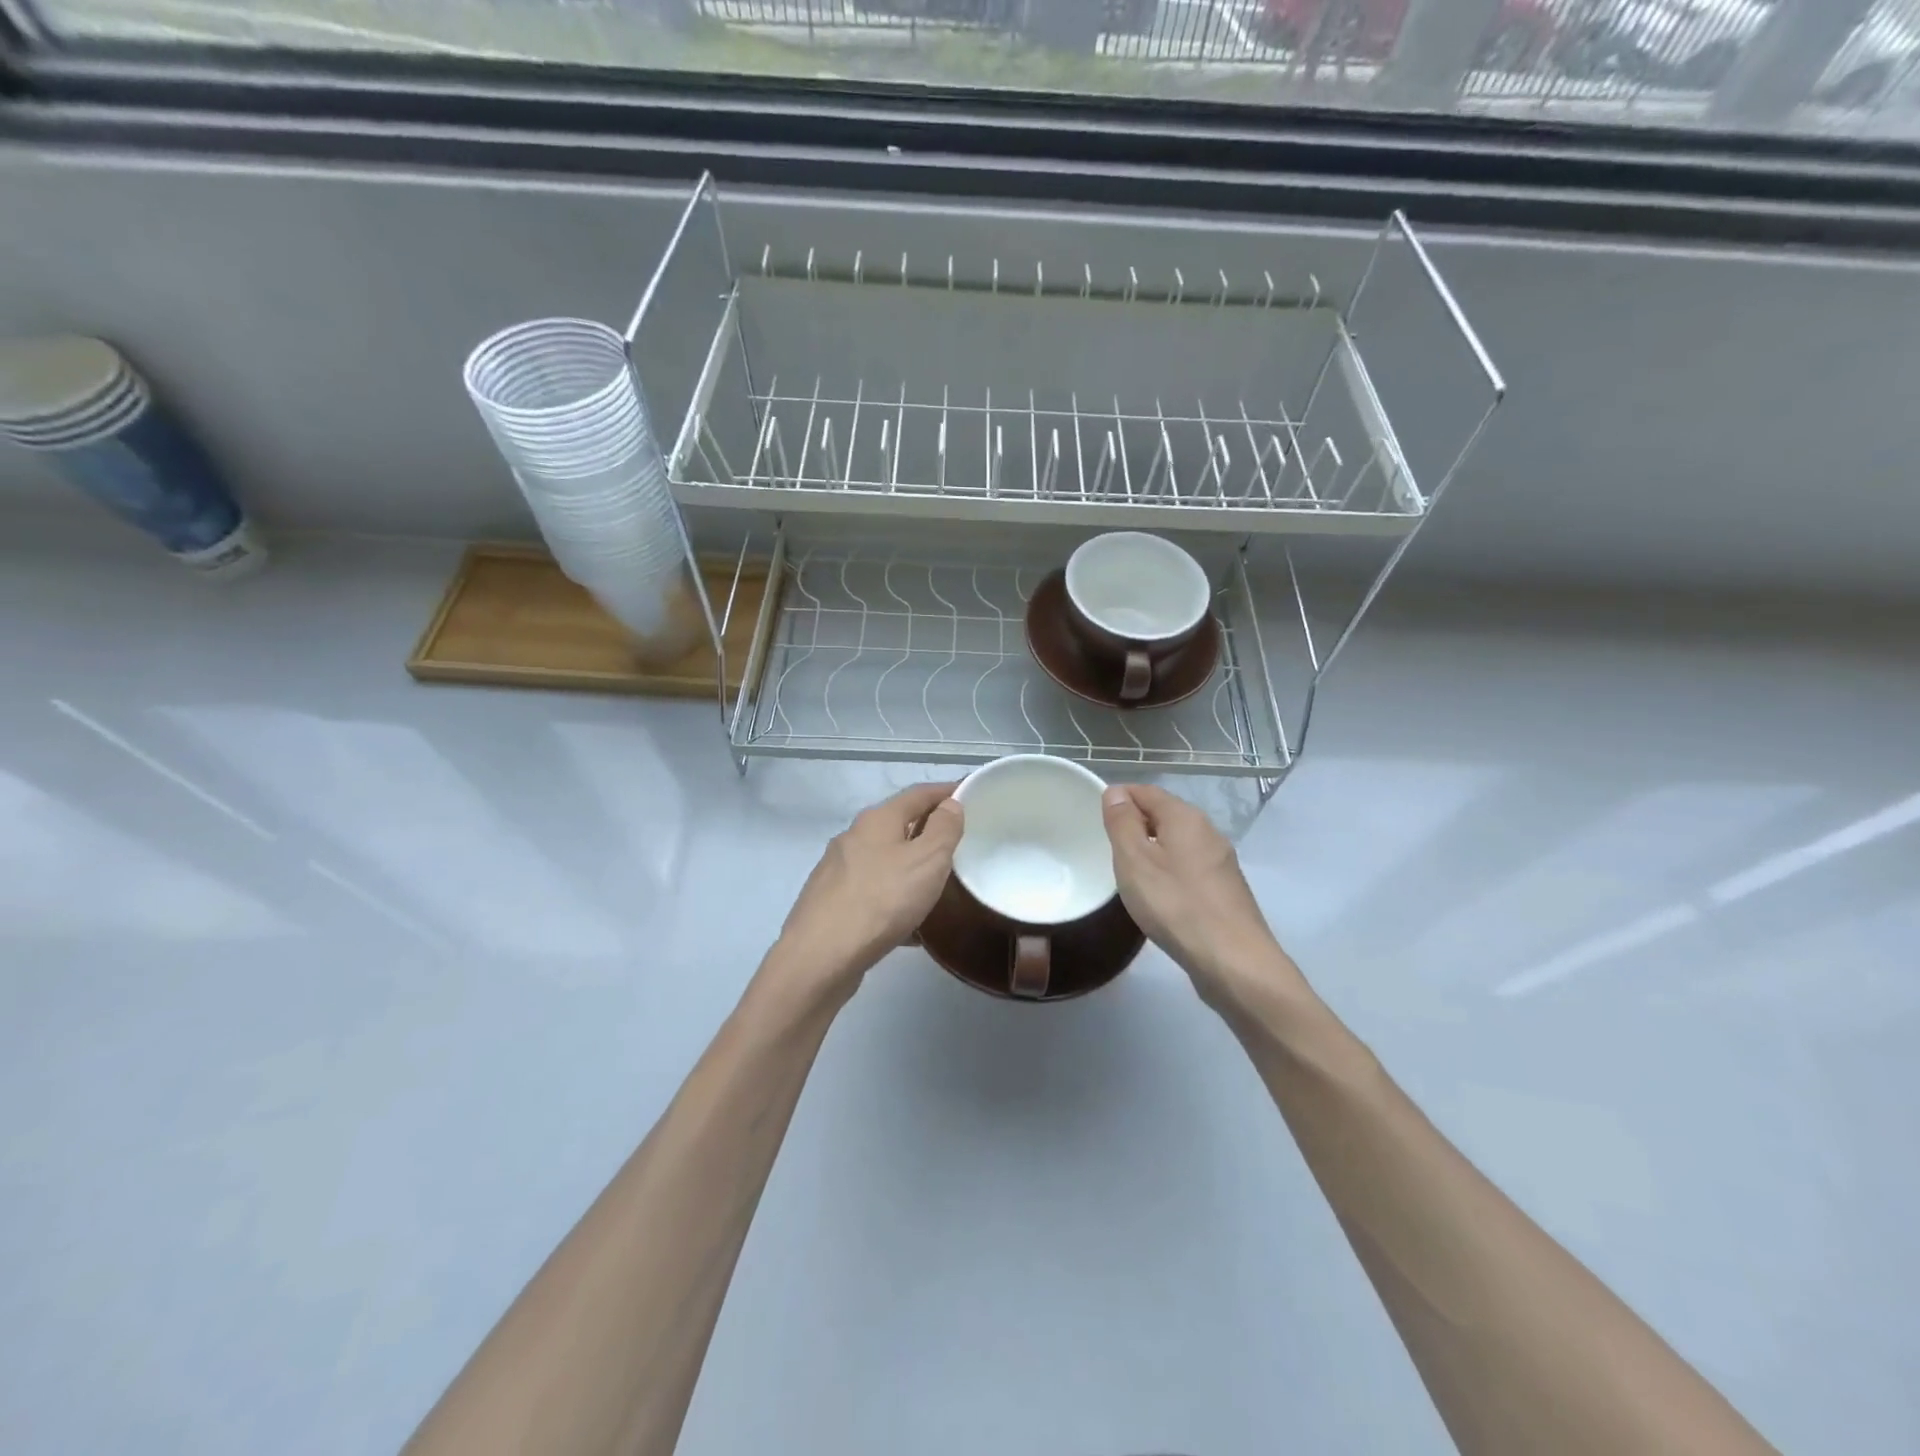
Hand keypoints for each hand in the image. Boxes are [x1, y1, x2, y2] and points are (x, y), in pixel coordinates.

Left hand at [765, 783, 963, 1008]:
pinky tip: (909, 925)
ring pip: (883, 860)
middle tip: (958, 843)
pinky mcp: (830, 903)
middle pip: (897, 825)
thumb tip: (949, 804)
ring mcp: (837, 870)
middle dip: (927, 830)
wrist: (820, 956)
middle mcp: (852, 838)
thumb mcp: (927, 860)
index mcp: (877, 820)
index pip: (918, 794)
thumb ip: (943, 829)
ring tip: (936, 885)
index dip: (945, 791)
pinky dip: (894, 898)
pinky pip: (872, 892)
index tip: (970, 795)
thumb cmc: (881, 900)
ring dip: (909, 866)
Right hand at [1101, 784, 1307, 1014]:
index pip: (1147, 791)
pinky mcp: (1225, 889)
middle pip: (1165, 814)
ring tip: (1129, 872)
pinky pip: (1189, 866)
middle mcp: (1208, 831)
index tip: (1097, 817)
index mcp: (1185, 817)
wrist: (1234, 961)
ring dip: (1153, 848)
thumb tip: (1116, 792)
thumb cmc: (1176, 904)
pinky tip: (1159, 894)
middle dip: (1136, 823)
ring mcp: (1221, 861)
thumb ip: (1122, 823)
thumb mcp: (1135, 860)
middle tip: (1108, 846)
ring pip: (1178, 842)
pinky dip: (1169, 869)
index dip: (1120, 798)